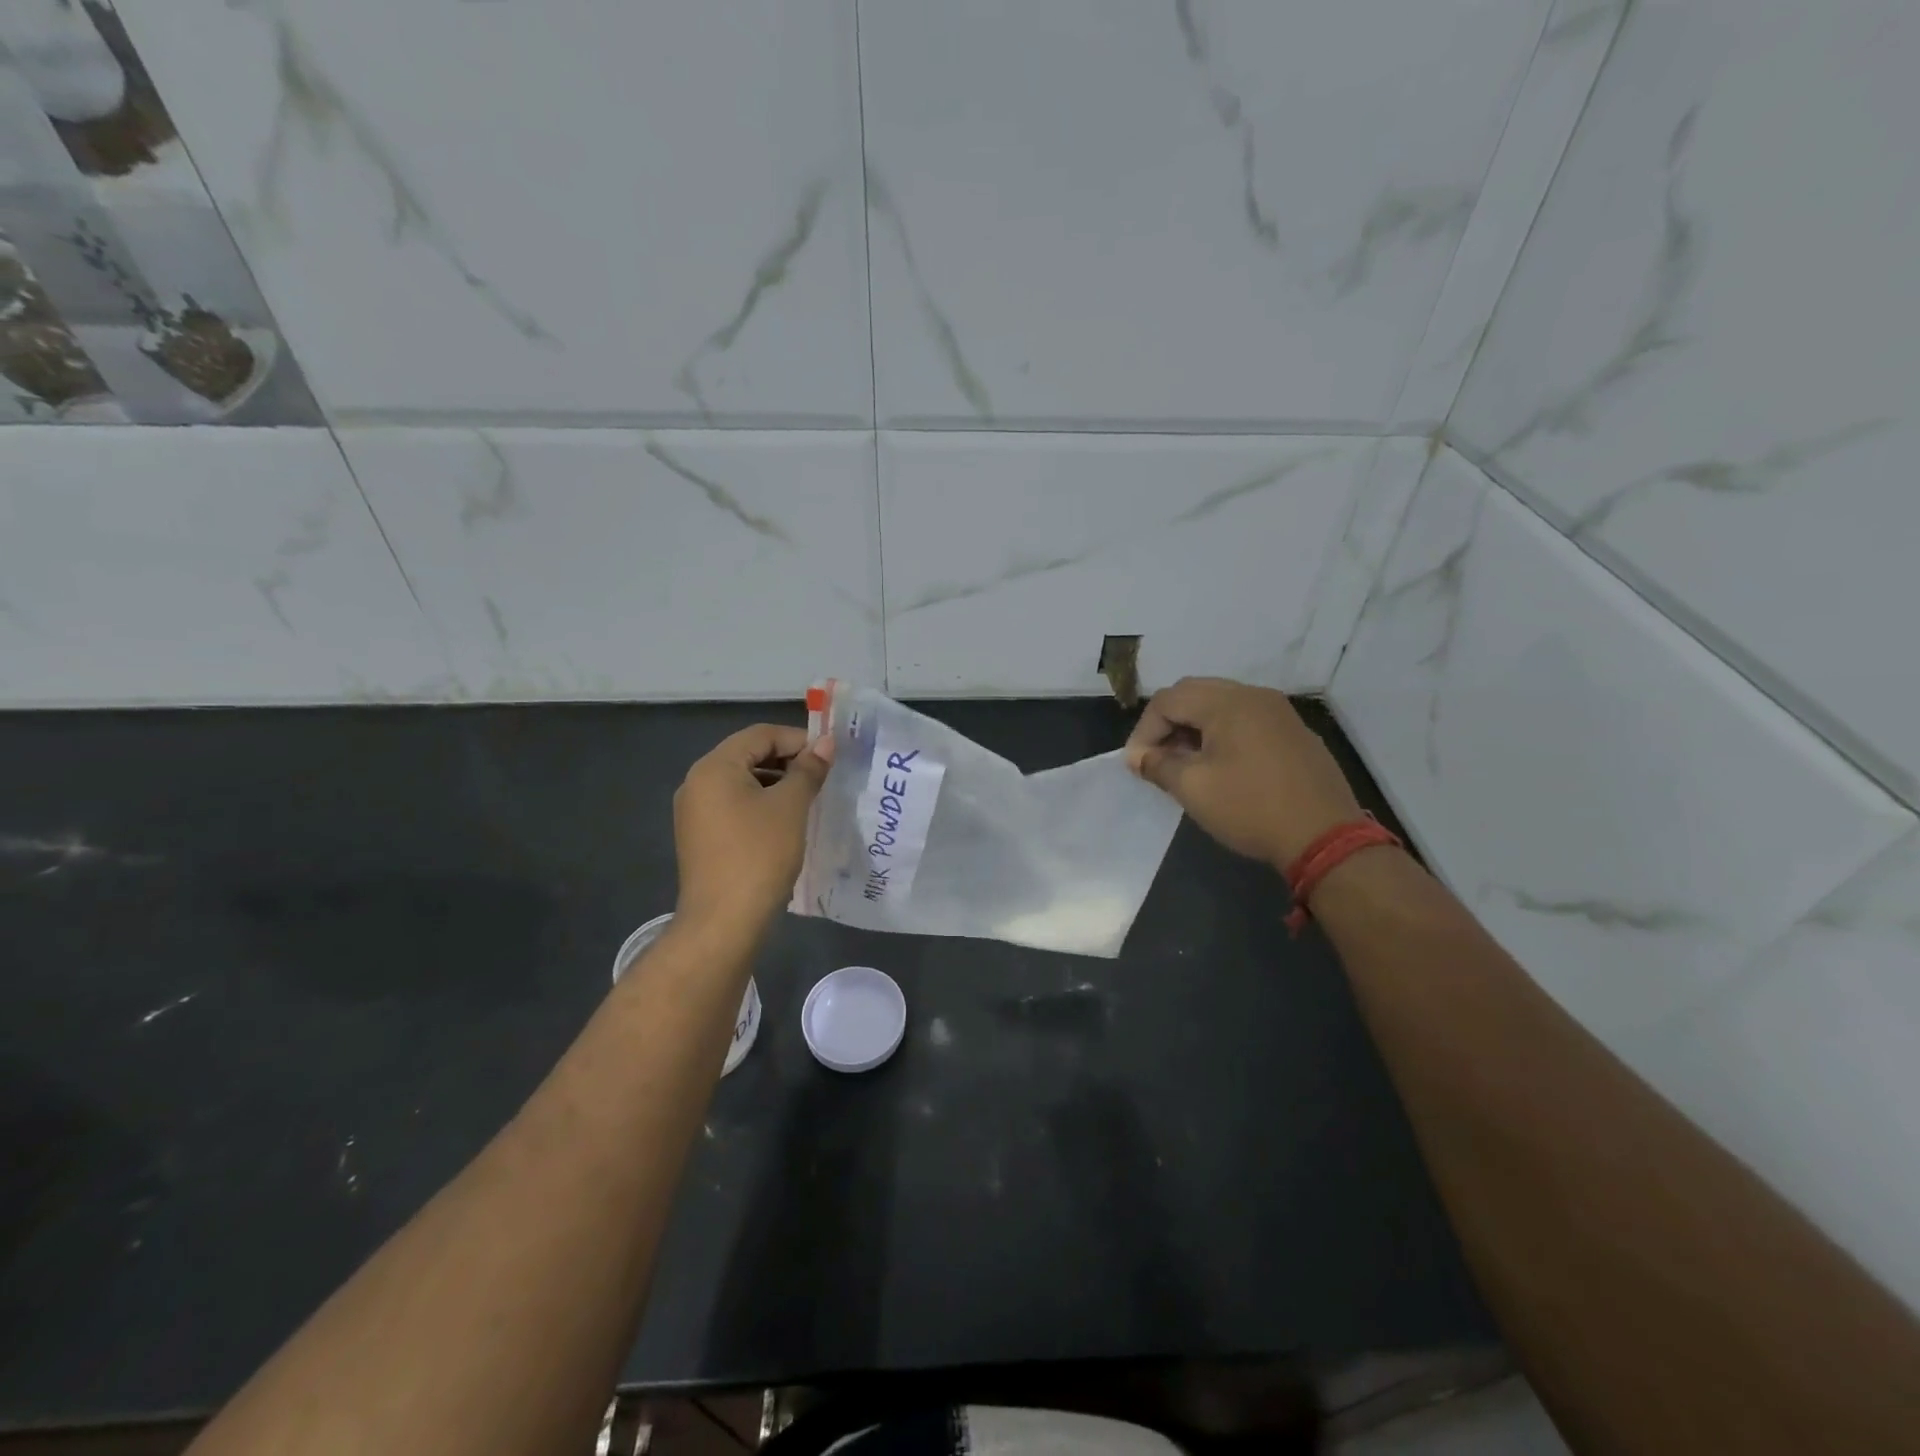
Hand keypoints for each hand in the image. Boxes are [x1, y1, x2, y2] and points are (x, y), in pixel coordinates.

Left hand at [673, 724, 833, 934]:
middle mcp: (697, 782)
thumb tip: (826, 743)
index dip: (798, 739)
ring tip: (809, 799)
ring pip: (742, 782)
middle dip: (787, 761)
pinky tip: (786, 823)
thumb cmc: (759, 855)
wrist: (723, 921)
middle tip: (822, 777)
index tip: (829, 757)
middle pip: (748, 755)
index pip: (760, 735)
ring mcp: (695, 812)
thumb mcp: (791, 807)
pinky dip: (761, 805)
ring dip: (776, 783)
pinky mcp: (700, 837)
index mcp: (714, 767)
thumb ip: (808, 769)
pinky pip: (734, 806)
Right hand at [1125, 677, 1364, 868]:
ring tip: (1183, 763)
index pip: (1167, 700)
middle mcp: (1253, 695)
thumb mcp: (1194, 788)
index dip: (1144, 731)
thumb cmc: (1251, 808)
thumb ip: (1158, 765)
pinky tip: (1219, 766)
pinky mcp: (1293, 732)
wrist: (1325, 836)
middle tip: (1156, 758)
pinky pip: (1245, 719)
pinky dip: (1221, 733)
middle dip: (1167, 724)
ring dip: (1193, 727)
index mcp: (1227, 702)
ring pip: (1220, 704)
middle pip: (1194, 693)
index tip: (1137, 765)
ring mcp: (1278, 711)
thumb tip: (1138, 757)